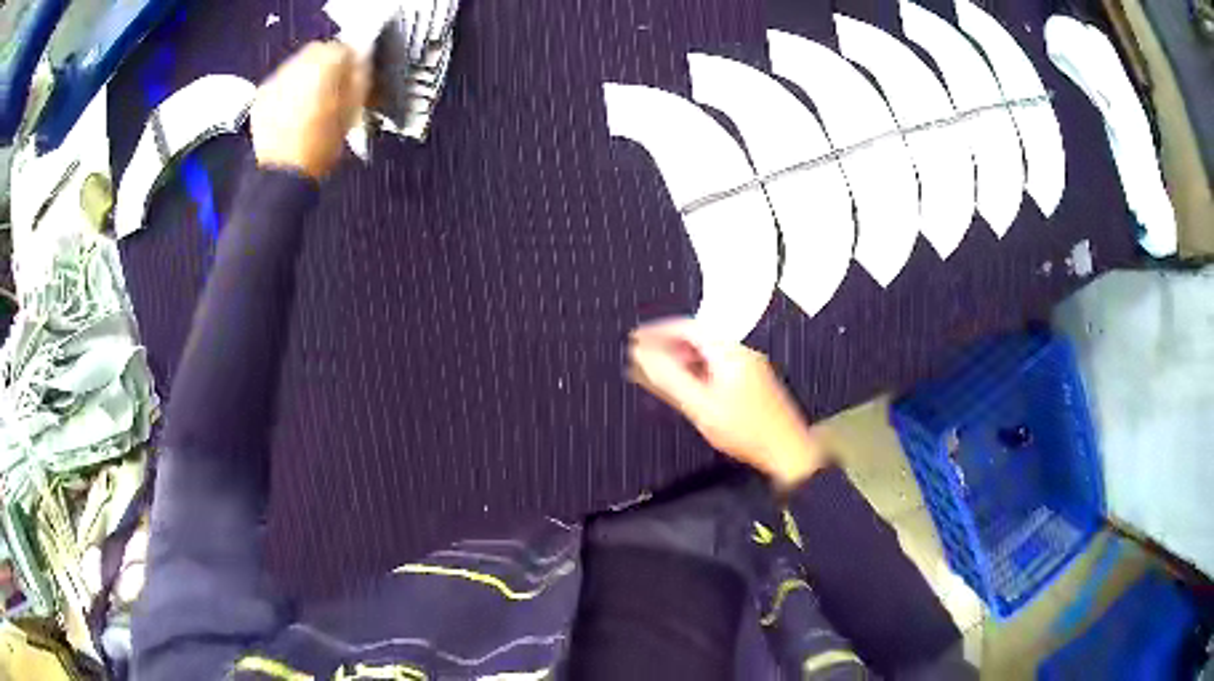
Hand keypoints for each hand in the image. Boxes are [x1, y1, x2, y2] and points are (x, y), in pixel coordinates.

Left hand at [251, 41, 369, 178]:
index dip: (351, 61)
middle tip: (333, 86)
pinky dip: (288, 90)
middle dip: (326, 64)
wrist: (281, 177)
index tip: (354, 76)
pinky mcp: (261, 96)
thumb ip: (359, 79)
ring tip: (311, 100)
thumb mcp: (353, 112)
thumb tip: (360, 63)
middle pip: (317, 51)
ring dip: (306, 76)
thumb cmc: (320, 147)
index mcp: (325, 65)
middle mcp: (298, 65)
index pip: (344, 47)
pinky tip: (292, 111)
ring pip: (297, 65)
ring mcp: (275, 80)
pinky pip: (280, 83)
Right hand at [628, 318, 825, 489]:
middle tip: (643, 357)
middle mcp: (740, 353)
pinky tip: (685, 387)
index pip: (687, 328)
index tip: (637, 339)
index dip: (658, 331)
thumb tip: (641, 357)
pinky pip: (717, 367)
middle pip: (698, 339)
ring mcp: (748, 367)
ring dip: (681, 360)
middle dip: (668, 346)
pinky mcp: (752, 382)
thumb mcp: (700, 405)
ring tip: (657, 373)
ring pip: (707, 355)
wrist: (786, 450)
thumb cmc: (747, 430)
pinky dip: (696, 372)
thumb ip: (668, 379)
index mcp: (728, 351)